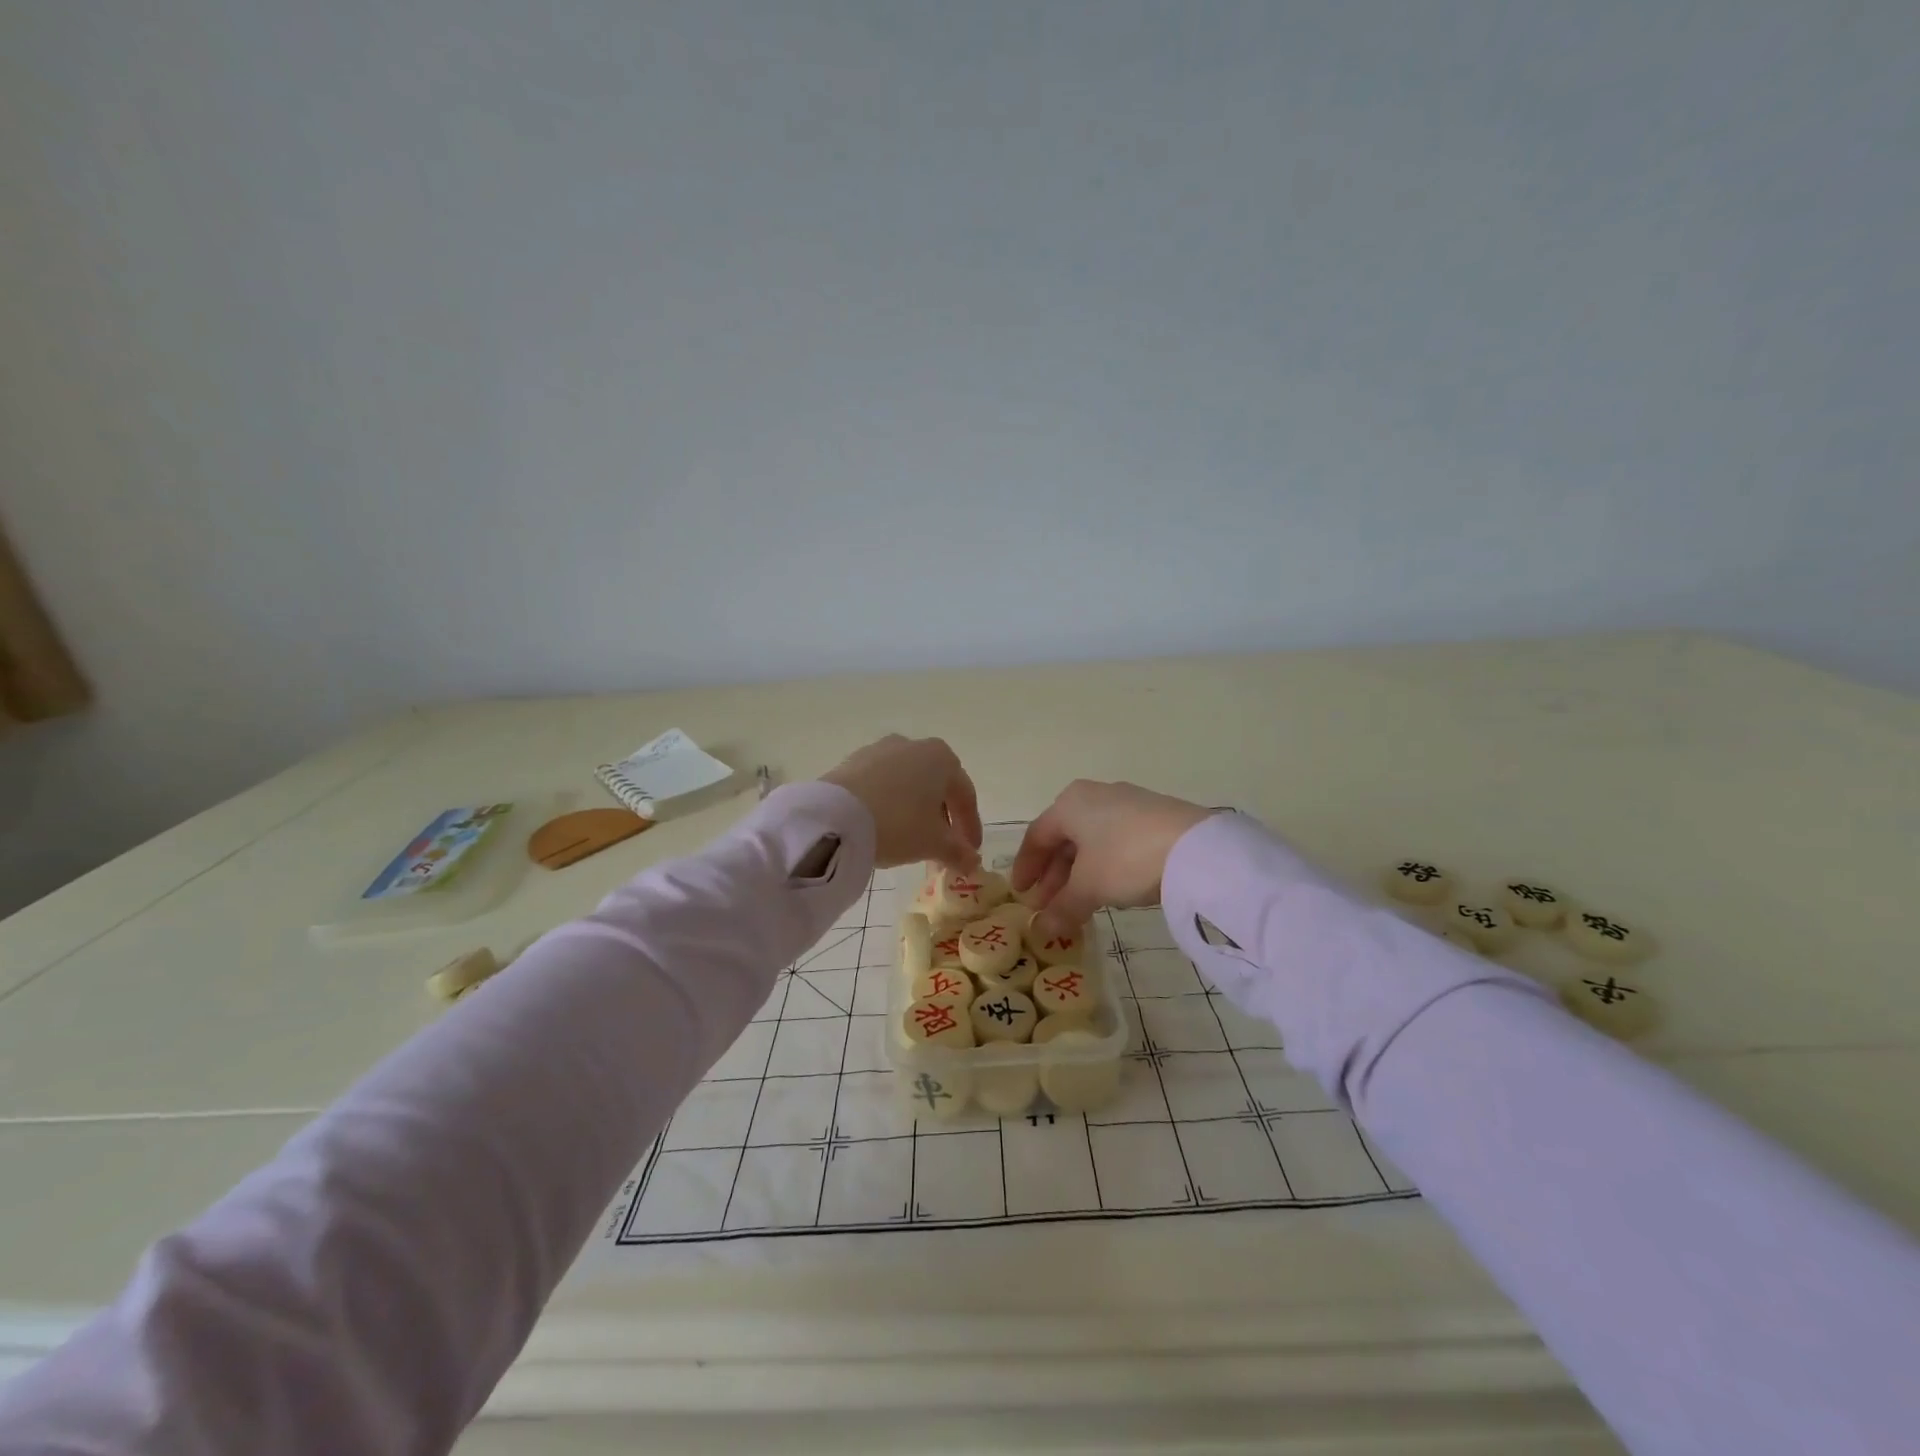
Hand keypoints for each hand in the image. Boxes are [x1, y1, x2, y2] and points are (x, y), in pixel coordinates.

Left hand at [820, 735, 982, 870]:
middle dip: (943, 818)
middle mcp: (913, 745)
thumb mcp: (933, 843)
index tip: (970, 852)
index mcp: (941, 758)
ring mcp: (880, 750)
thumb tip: (973, 862)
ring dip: (915, 809)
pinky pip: (882, 784)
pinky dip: (890, 803)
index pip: (965, 795)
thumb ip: (958, 852)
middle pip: (936, 786)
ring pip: (908, 783)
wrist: (834, 816)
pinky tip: (885, 825)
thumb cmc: (898, 823)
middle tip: (943, 847)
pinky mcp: (852, 761)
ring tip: (912, 839)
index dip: (970, 826)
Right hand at [1011, 780, 1216, 934]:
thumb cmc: (1125, 858)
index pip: (1037, 836)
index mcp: (1070, 803)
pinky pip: (1115, 841)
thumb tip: (1042, 929)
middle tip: (1047, 906)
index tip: (1021, 894)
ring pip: (1091, 841)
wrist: (1195, 847)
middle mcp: (1094, 796)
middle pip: (1064, 838)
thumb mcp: (1089, 887)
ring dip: (1078, 874)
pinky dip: (1104, 866)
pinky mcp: (1154, 817)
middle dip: (1054, 875)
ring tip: (1077, 904)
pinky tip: (1109, 888)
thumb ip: (1062, 908)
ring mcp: (1126, 803)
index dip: (1026, 867)